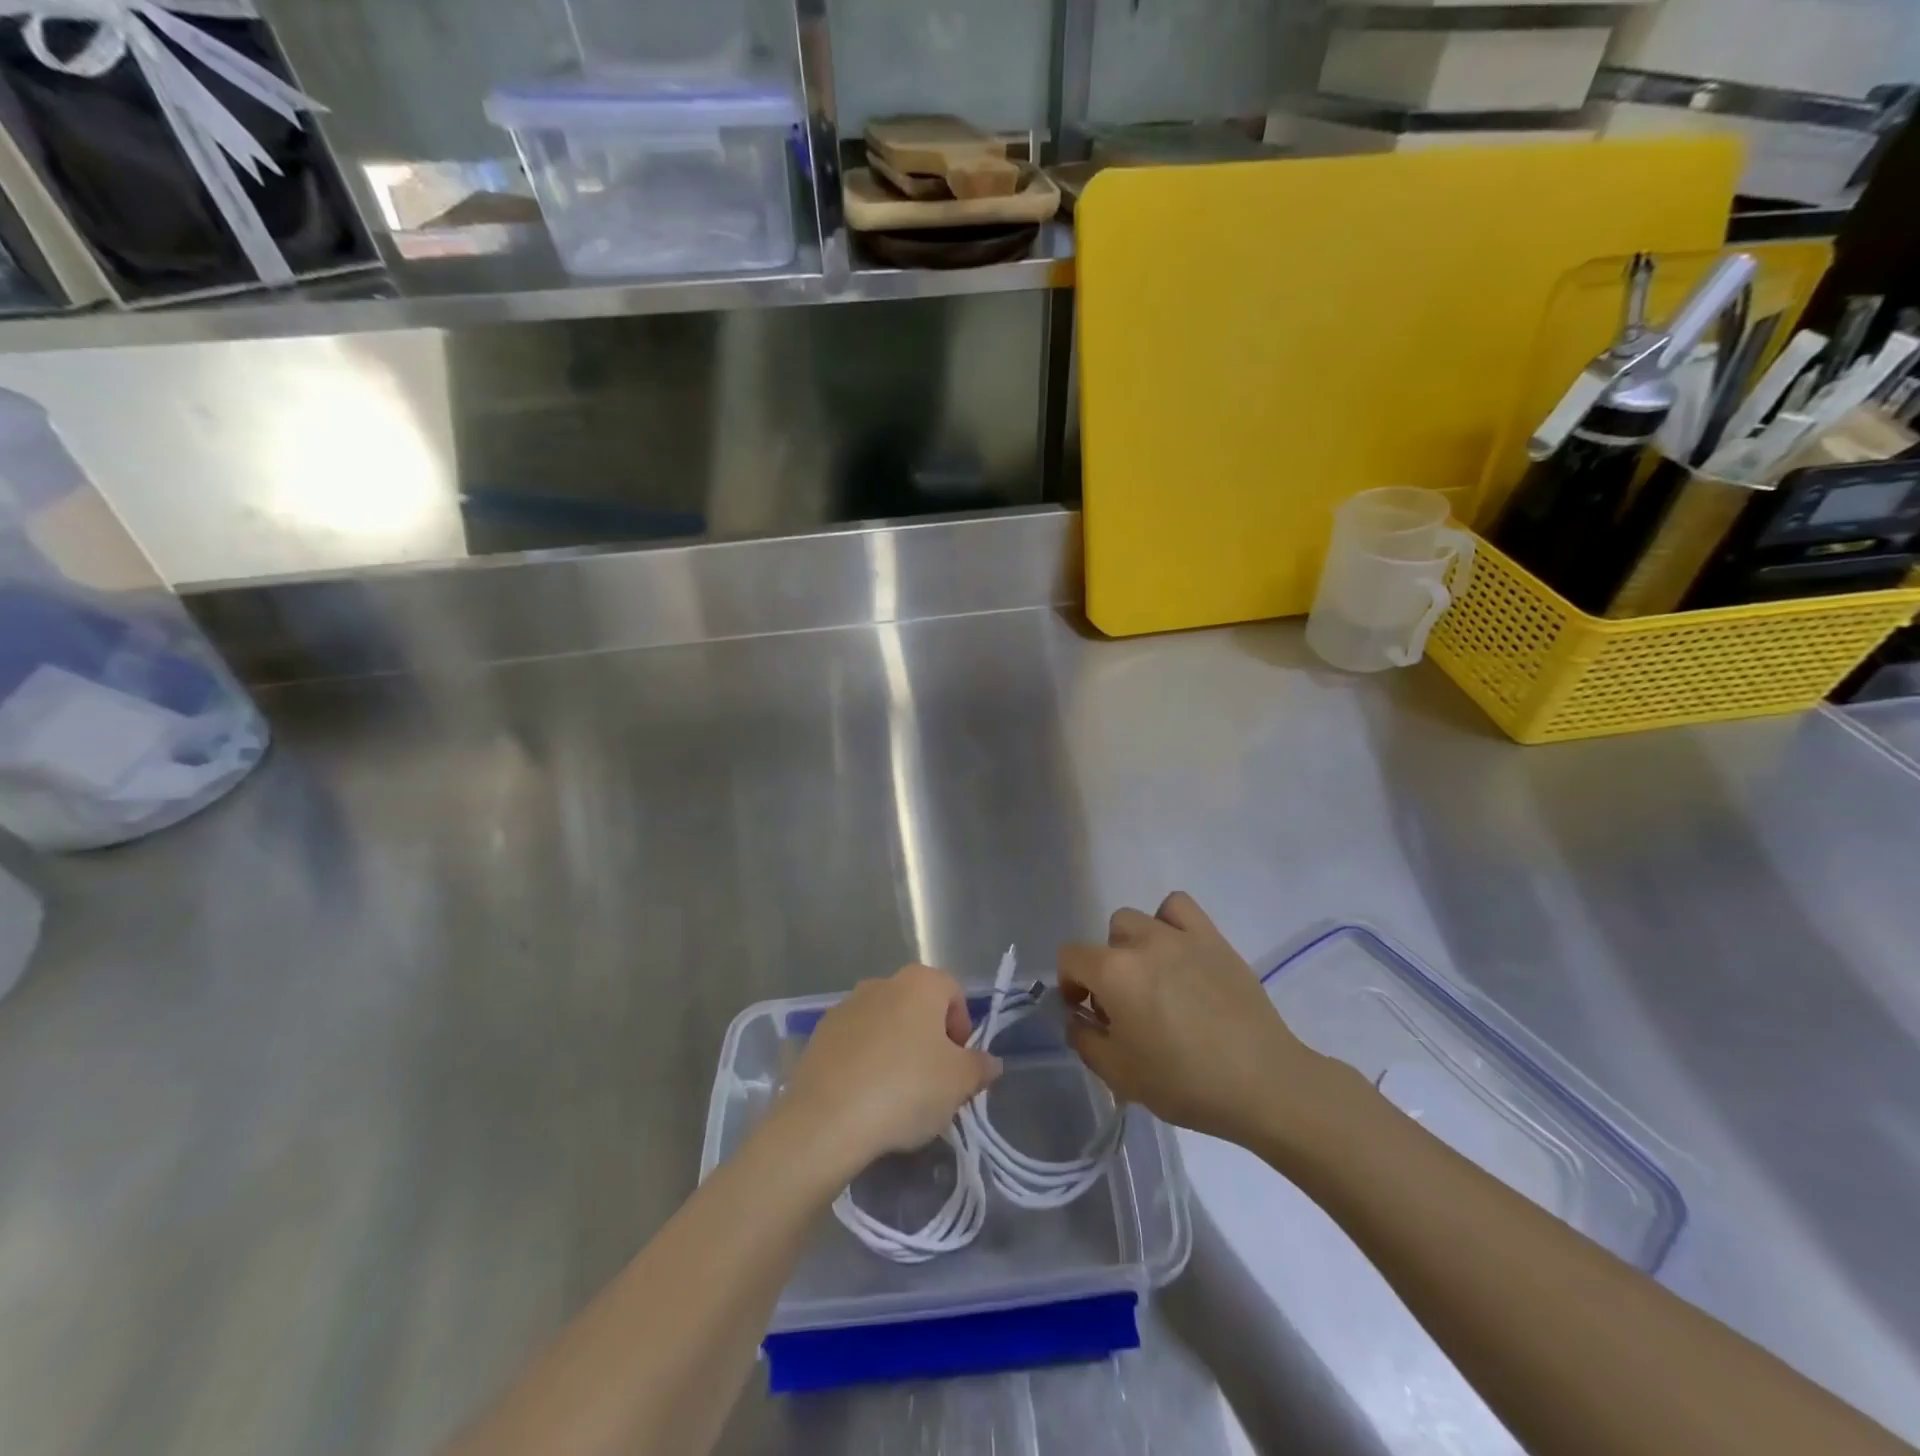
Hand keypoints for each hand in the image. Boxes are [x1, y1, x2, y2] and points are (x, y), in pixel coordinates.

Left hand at [781, 964, 1000, 1174]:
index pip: (954, 993)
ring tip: (897, 1096)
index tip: (960, 1065)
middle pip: (918, 1007)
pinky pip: (855, 1044)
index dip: (963, 1028)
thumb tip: (990, 1062)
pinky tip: (865, 1098)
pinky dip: (865, 1062)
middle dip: (929, 1039)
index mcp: (920, 983)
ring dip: (896, 1050)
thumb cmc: (905, 1088)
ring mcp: (846, 1006)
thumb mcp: (959, 1083)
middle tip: (933, 1082)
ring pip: (885, 1025)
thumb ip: (979, 1067)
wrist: (826, 1119)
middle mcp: (882, 983)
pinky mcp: (819, 1035)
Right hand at [1061, 893, 1333, 1149]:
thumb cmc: (1185, 1083)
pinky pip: (1179, 907)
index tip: (1085, 1011)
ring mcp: (1180, 935)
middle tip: (1125, 1004)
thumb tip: (1078, 1016)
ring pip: (1139, 920)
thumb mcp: (1120, 1076)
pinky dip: (1170, 922)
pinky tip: (1179, 952)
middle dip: (1107, 967)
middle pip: (1107, 938)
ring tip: (1155, 977)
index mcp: (1113, 973)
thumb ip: (1085, 1040)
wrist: (1262, 1082)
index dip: (1069, 983)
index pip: (1070, 957)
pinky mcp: (1213, 938)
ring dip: (1136, 944)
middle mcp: (1142, 942)